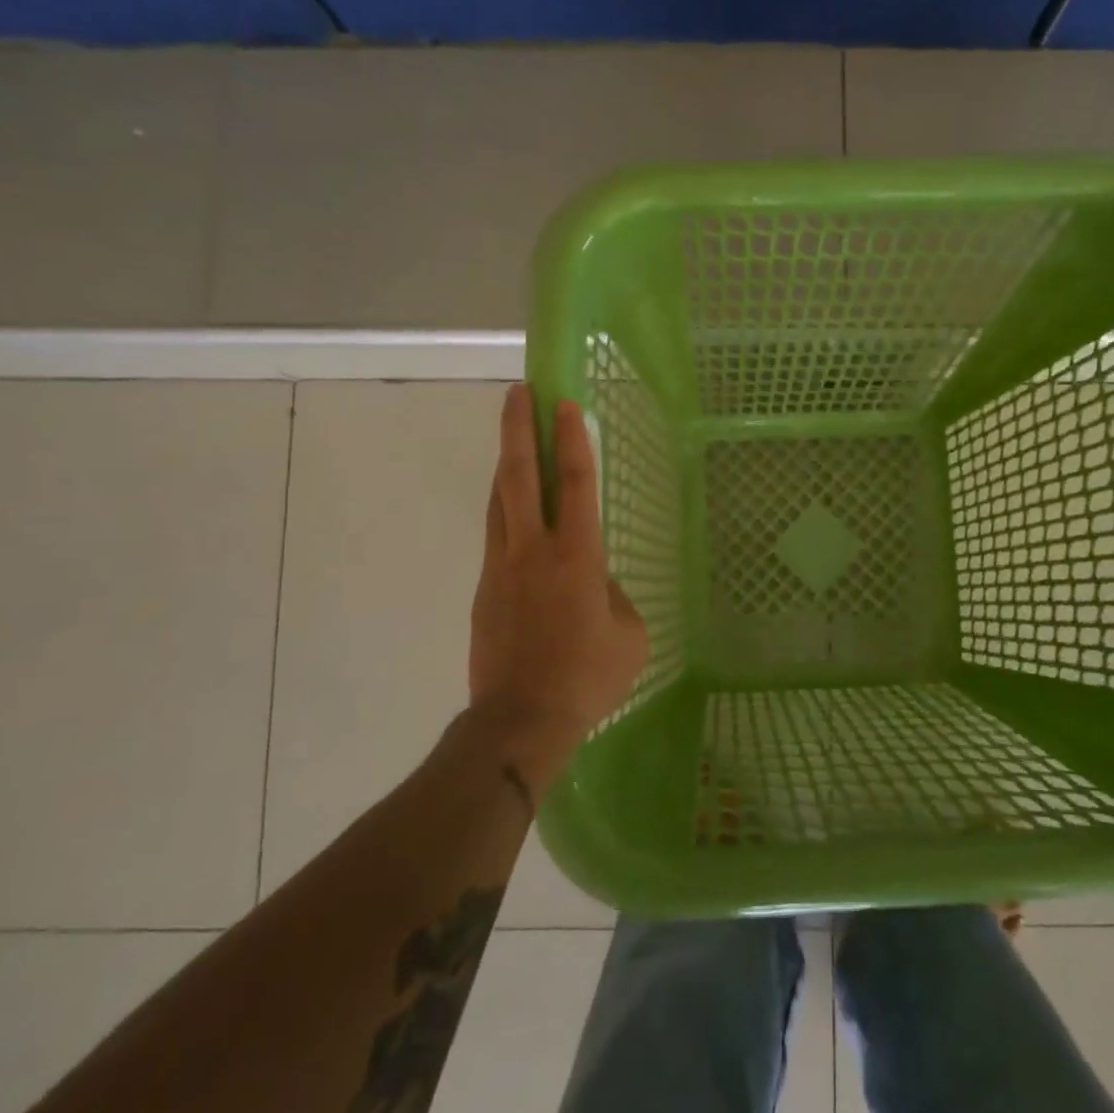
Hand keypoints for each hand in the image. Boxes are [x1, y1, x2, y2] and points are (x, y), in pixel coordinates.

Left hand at [466, 384, 647, 792]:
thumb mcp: (630, 636)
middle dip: (518, 429)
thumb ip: (616, 598)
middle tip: (518, 392)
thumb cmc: (587, 677)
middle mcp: (533, 550)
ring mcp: (501, 568)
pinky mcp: (483, 590)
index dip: (570, 440)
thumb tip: (598, 585)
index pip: (574, 483)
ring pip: (498, 501)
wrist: (520, 720)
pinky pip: (494, 535)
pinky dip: (503, 509)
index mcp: (577, 556)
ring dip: (505, 463)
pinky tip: (511, 510)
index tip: (564, 403)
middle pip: (520, 476)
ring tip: (511, 437)